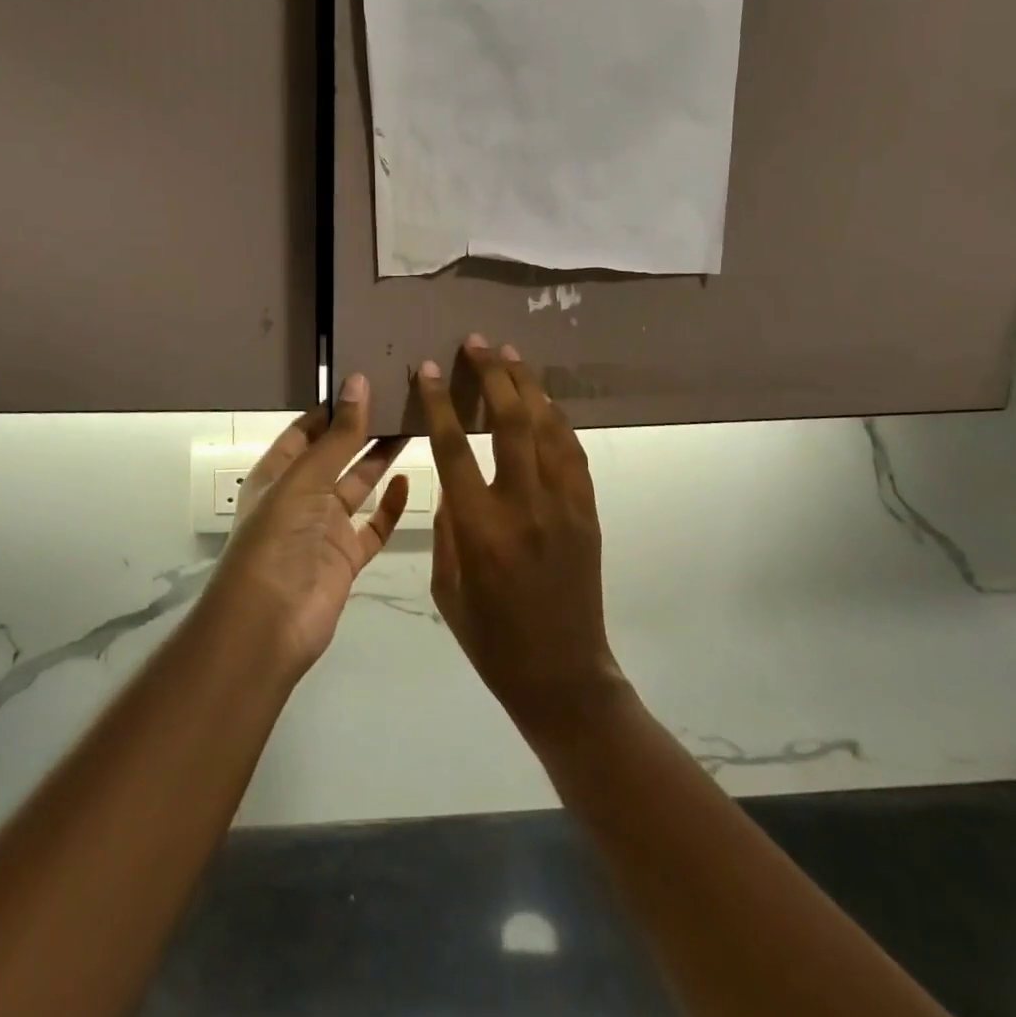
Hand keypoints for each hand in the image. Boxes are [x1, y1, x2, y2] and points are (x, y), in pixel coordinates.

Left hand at [205, 373, 408, 675]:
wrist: (269, 625)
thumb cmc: (277, 540)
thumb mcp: (305, 479)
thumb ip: (338, 435)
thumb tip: (358, 381)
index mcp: (277, 473)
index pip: (306, 430)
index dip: (333, 407)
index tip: (368, 380)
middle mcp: (301, 496)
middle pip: (336, 454)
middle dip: (363, 428)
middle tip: (400, 398)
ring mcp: (325, 527)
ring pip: (358, 485)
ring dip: (380, 459)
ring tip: (412, 426)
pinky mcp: (347, 556)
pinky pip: (373, 526)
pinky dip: (391, 506)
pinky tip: (410, 482)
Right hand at [417, 338, 627, 734]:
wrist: (561, 673)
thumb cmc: (491, 638)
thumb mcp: (448, 584)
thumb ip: (449, 523)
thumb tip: (452, 475)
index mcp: (480, 529)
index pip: (454, 446)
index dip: (439, 402)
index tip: (428, 369)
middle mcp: (524, 506)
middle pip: (510, 421)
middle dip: (492, 374)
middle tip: (477, 343)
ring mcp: (564, 505)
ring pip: (548, 427)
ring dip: (528, 385)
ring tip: (510, 354)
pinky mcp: (588, 510)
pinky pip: (572, 451)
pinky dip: (556, 419)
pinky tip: (544, 401)